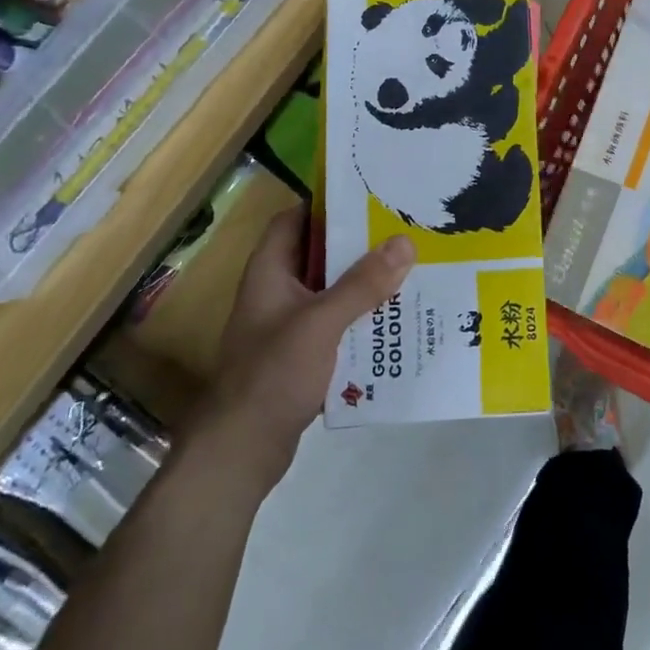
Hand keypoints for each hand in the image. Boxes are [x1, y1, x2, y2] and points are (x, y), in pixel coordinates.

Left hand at [200, 206, 414, 486]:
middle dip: (358, 245)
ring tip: (409, 271)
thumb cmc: (272, 375)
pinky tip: (393, 320)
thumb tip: (405, 243)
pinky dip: (360, 318)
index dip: (325, 204)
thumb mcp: (321, 323)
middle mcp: (276, 292)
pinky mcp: (300, 356)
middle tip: (403, 232)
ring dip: (363, 283)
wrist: (241, 452)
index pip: (294, 219)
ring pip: (330, 290)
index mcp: (269, 272)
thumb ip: (362, 284)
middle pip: (318, 254)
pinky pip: (336, 324)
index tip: (369, 197)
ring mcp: (287, 326)